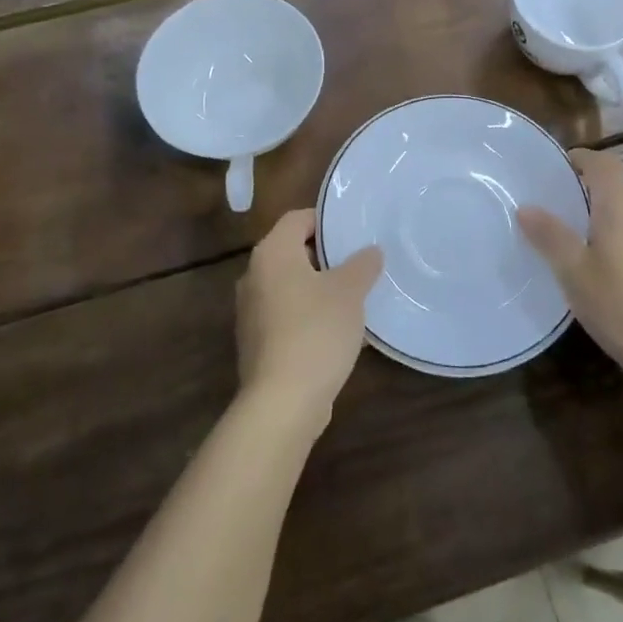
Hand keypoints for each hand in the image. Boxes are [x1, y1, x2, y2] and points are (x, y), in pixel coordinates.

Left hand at [236, 209, 382, 430]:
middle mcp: (254, 276)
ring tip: (352, 296)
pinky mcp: (256, 342)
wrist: (282, 402)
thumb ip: (362, 265)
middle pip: (292, 251)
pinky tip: (336, 331)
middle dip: (324, 255)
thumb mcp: (349, 292)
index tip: (353, 232)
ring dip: (317, 287)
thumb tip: (371, 251)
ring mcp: (251, 311)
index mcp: (272, 253)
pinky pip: (285, 314)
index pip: (297, 219)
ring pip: (289, 285)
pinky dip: (307, 314)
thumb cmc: (316, 331)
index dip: (325, 221)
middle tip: (358, 263)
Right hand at [519, 150, 622, 378]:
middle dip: (583, 188)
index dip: (580, 158)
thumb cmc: (621, 305)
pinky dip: (612, 236)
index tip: (552, 170)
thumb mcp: (574, 271)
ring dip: (597, 214)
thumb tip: (526, 206)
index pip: (604, 162)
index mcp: (621, 205)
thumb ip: (550, 235)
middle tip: (550, 205)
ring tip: (567, 236)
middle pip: (614, 185)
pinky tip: (595, 266)